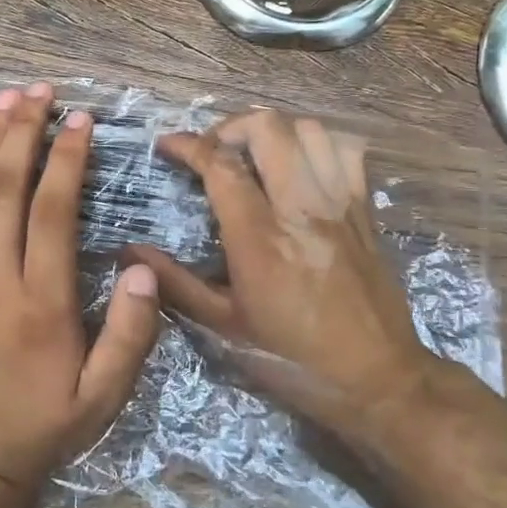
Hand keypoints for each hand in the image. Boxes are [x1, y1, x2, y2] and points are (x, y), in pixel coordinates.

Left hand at [0, 82, 162, 494]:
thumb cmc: (44, 422)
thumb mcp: (105, 395)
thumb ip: (131, 333)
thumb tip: (142, 268)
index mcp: (39, 303)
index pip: (52, 212)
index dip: (67, 159)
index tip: (81, 119)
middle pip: (4, 188)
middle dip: (23, 131)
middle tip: (41, 90)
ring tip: (4, 98)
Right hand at [124, 110, 445, 441]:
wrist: (378, 380)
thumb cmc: (293, 359)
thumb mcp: (225, 328)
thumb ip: (176, 283)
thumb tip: (129, 252)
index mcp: (259, 238)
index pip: (220, 165)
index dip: (188, 145)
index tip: (167, 146)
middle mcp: (301, 208)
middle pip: (267, 128)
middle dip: (229, 127)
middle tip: (212, 151)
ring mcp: (339, 204)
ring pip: (309, 129)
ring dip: (274, 131)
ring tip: (254, 154)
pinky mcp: (365, 210)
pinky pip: (347, 150)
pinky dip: (318, 143)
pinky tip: (301, 164)